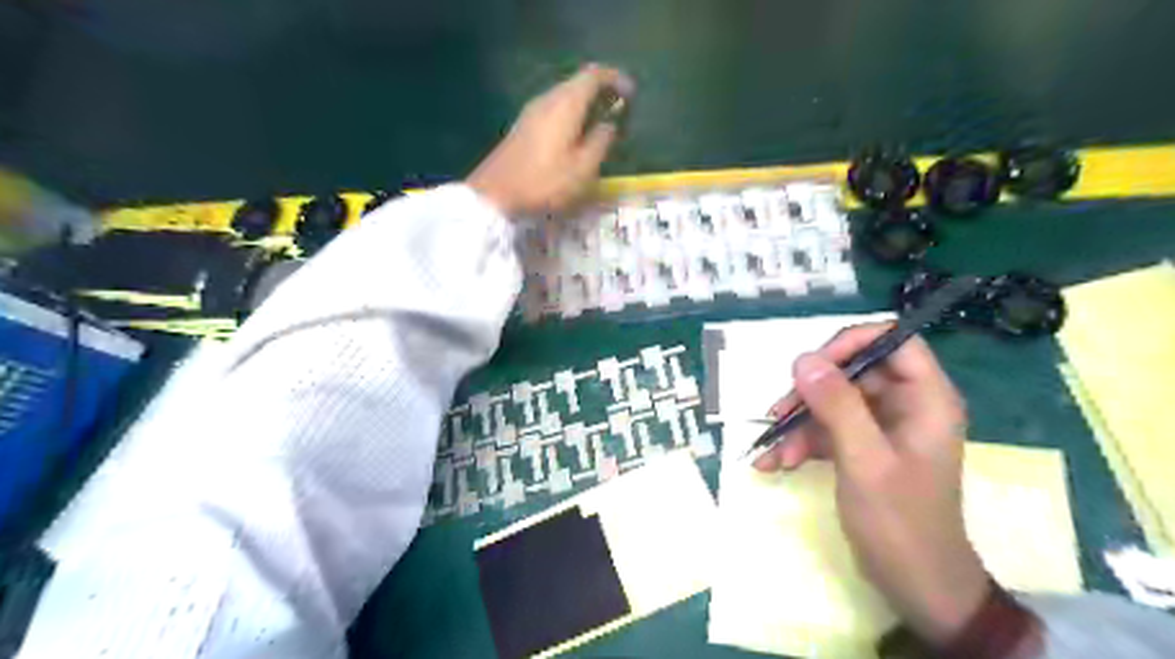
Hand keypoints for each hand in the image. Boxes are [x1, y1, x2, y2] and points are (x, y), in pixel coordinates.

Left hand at [465, 62, 633, 215]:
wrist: (495, 195)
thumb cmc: (544, 182)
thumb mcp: (583, 168)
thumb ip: (601, 142)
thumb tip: (609, 124)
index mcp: (565, 104)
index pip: (594, 75)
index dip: (615, 79)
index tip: (631, 94)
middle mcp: (547, 99)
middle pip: (577, 83)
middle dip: (601, 91)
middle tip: (619, 108)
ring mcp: (531, 112)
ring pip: (564, 97)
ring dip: (585, 104)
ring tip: (601, 122)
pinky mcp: (522, 127)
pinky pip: (553, 110)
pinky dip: (570, 115)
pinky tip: (576, 135)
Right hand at [751, 323, 988, 646]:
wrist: (915, 586)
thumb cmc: (901, 523)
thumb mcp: (865, 461)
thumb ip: (837, 406)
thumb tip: (803, 358)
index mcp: (925, 399)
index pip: (893, 341)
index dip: (851, 343)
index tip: (811, 365)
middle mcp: (905, 405)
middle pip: (853, 371)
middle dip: (810, 393)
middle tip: (778, 414)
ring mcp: (881, 427)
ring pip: (832, 401)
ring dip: (799, 424)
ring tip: (774, 453)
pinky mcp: (862, 447)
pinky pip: (826, 429)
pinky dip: (800, 443)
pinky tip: (776, 464)